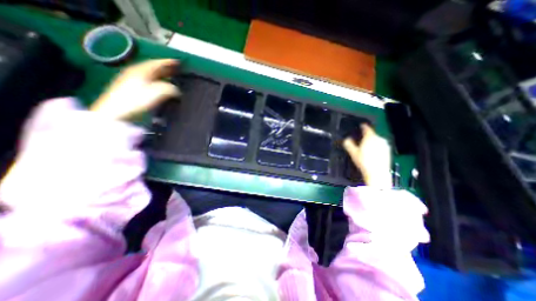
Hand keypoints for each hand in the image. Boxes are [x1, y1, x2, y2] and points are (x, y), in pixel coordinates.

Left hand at [88, 59, 178, 119]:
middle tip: (175, 69)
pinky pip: (145, 80)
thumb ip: (170, 89)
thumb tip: (176, 90)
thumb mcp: (157, 93)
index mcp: (141, 71)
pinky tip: (158, 86)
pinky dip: (154, 81)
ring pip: (149, 74)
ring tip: (169, 78)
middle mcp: (135, 72)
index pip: (157, 63)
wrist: (115, 113)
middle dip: (165, 68)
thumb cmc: (137, 101)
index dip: (168, 62)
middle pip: (152, 68)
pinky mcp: (128, 88)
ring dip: (160, 75)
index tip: (178, 62)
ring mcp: (130, 80)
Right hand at [341, 123, 392, 186]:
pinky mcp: (388, 151)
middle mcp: (379, 139)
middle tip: (360, 140)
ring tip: (365, 148)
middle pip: (372, 135)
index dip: (363, 126)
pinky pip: (380, 146)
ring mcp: (385, 145)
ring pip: (376, 140)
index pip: (367, 128)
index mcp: (370, 137)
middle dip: (366, 136)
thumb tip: (346, 139)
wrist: (377, 173)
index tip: (361, 125)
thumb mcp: (353, 153)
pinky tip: (372, 153)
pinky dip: (376, 147)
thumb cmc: (364, 162)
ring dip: (371, 142)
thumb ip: (349, 144)